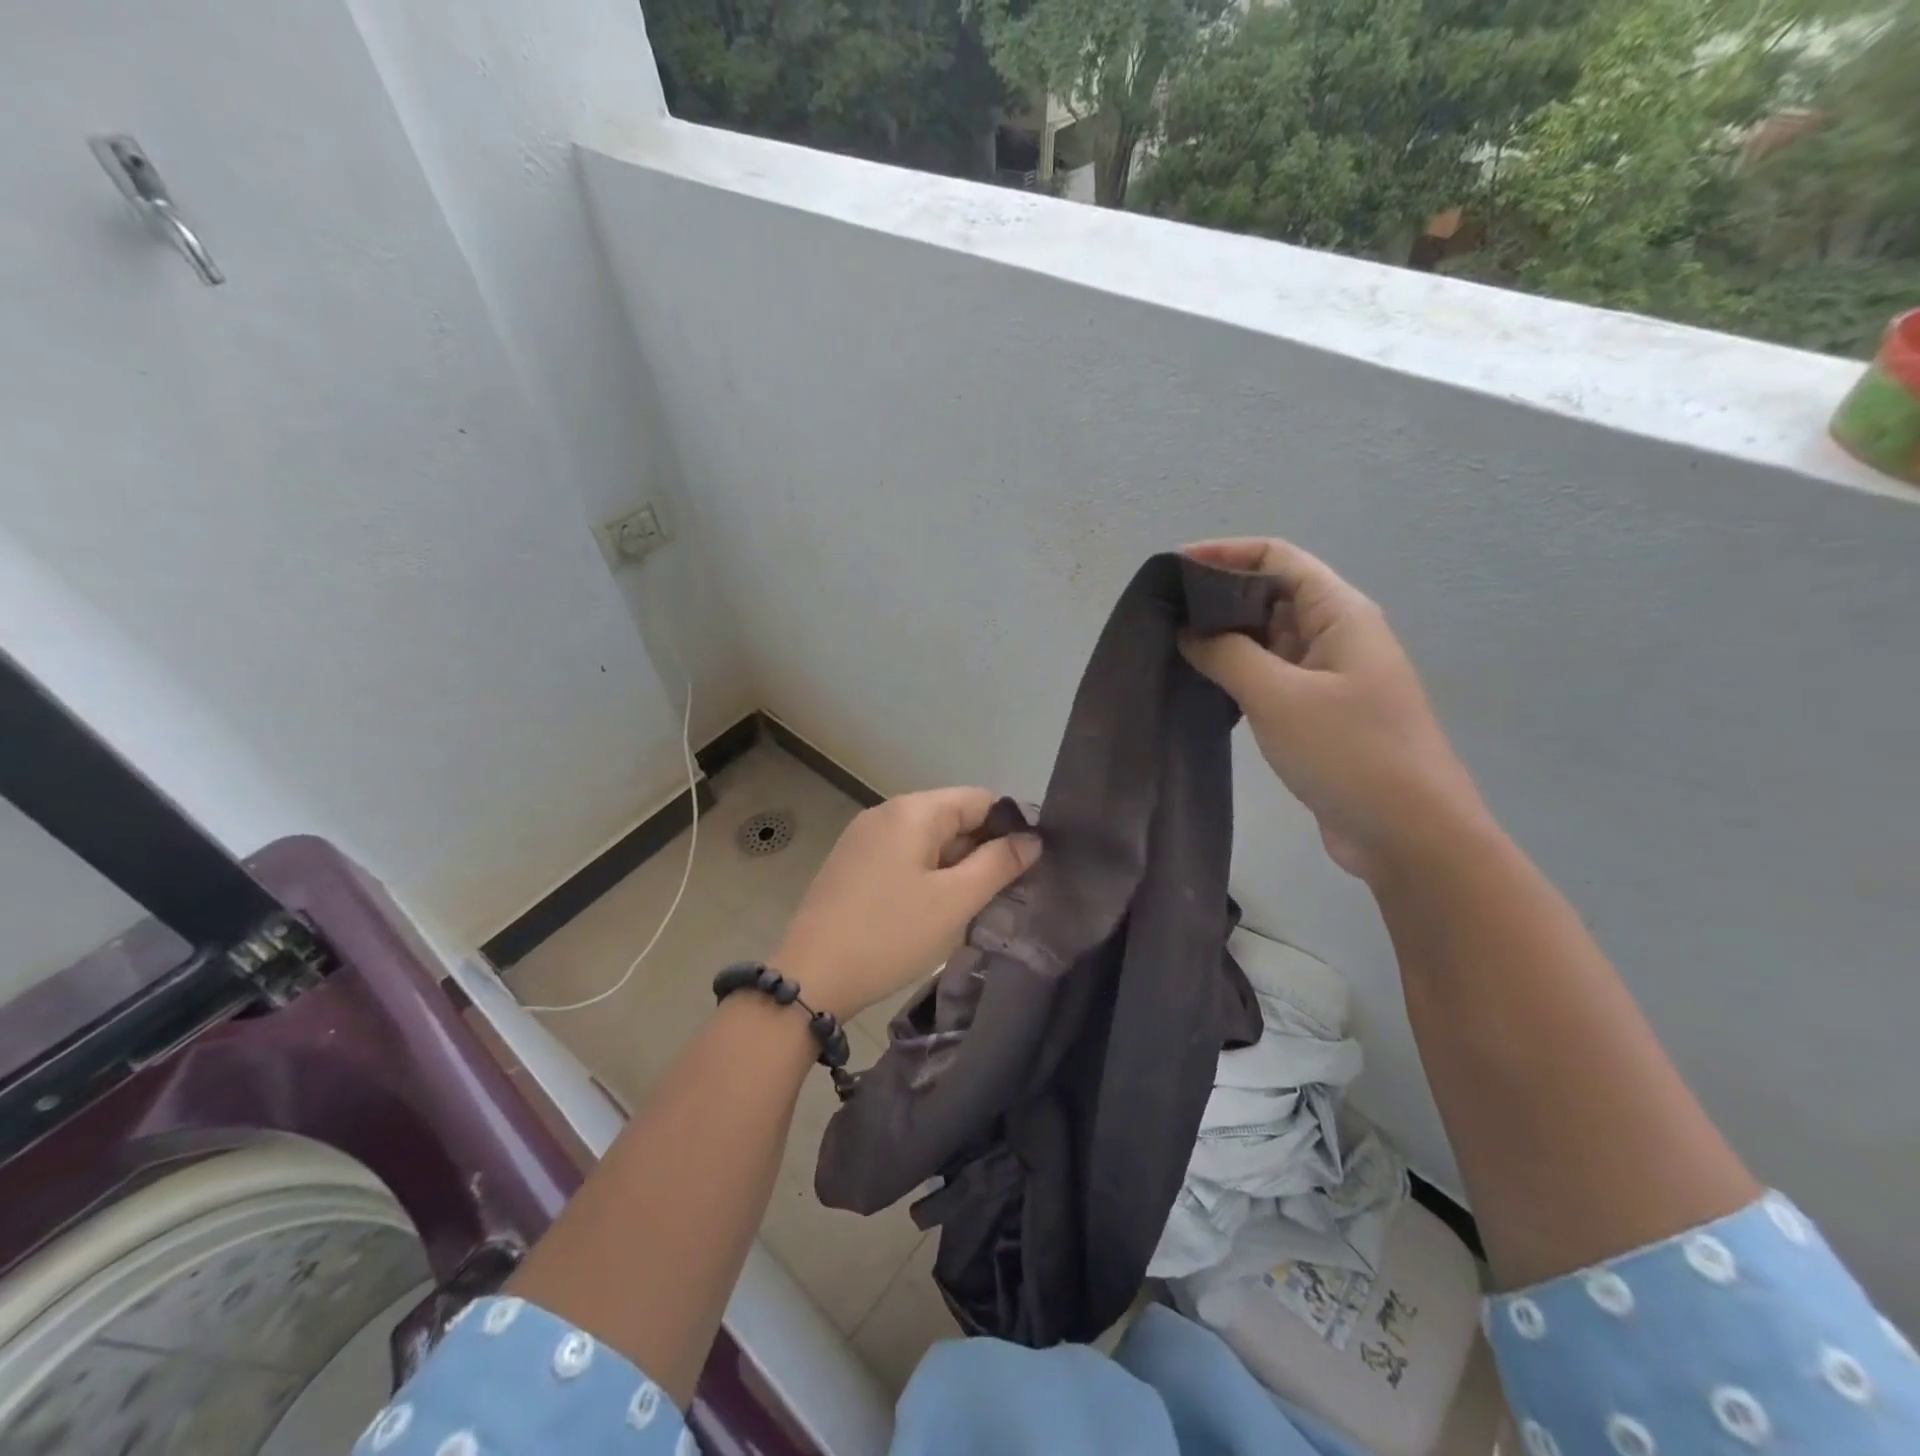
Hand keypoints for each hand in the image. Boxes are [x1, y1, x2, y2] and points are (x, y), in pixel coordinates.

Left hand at [774, 788, 1040, 1018]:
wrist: (810, 977)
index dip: (1011, 827)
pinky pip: (903, 857)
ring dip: (956, 867)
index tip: (1031, 865)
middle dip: (983, 850)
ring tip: (976, 906)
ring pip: (928, 841)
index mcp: (913, 810)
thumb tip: (1032, 839)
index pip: (980, 799)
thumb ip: (998, 864)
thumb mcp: (955, 901)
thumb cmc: (890, 934)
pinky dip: (927, 875)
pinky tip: (935, 910)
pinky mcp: (851, 864)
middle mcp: (886, 812)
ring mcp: (864, 838)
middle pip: (953, 817)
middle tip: (1008, 893)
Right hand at [1180, 537, 1487, 881]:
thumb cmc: (1349, 752)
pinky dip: (1235, 673)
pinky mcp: (1317, 713)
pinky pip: (1270, 676)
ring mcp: (1328, 676)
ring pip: (1267, 639)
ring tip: (1170, 647)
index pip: (1278, 557)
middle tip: (1161, 615)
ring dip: (1223, 638)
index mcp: (1340, 613)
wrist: (1408, 834)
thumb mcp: (1279, 696)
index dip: (1225, 553)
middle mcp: (1336, 635)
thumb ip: (1227, 654)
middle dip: (1217, 597)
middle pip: (1271, 594)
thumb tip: (1187, 630)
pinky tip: (1201, 685)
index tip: (1173, 569)